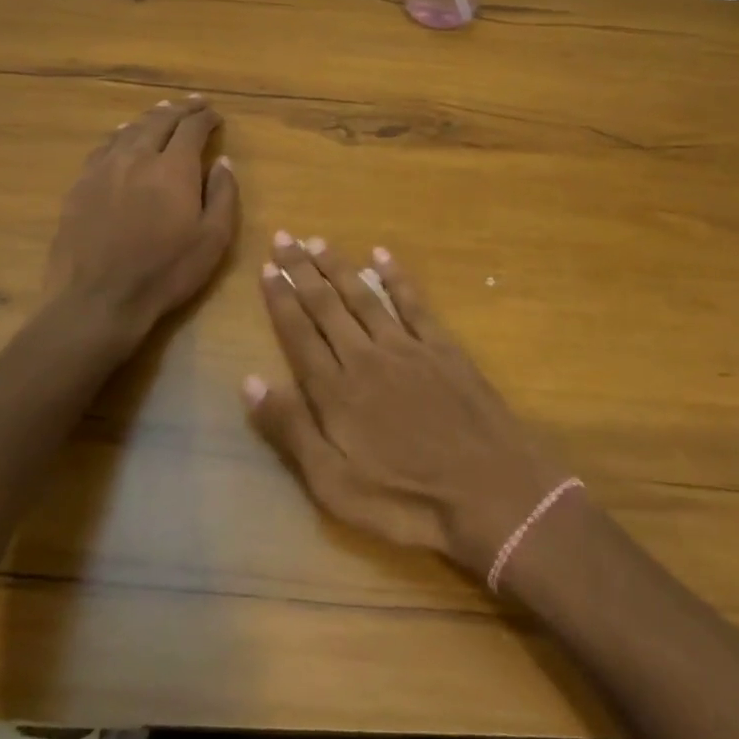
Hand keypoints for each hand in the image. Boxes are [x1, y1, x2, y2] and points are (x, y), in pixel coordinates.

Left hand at [39, 97, 238, 357]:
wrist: (98, 299)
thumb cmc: (166, 272)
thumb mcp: (213, 239)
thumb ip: (223, 195)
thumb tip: (223, 161)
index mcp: (174, 168)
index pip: (192, 128)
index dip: (206, 118)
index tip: (216, 116)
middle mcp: (138, 157)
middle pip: (159, 121)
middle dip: (180, 109)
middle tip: (194, 104)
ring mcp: (104, 169)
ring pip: (129, 130)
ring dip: (150, 117)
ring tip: (162, 110)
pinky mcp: (80, 185)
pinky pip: (104, 147)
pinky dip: (120, 134)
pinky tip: (123, 136)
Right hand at [244, 234, 567, 577]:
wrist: (489, 490)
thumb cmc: (405, 500)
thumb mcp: (334, 485)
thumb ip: (292, 430)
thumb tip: (250, 381)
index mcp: (336, 391)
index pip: (299, 334)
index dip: (281, 300)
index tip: (267, 269)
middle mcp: (366, 357)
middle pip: (326, 306)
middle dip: (302, 270)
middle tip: (284, 237)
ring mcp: (407, 347)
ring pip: (363, 296)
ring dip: (339, 267)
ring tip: (318, 242)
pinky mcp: (442, 347)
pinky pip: (413, 302)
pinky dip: (395, 276)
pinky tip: (381, 256)